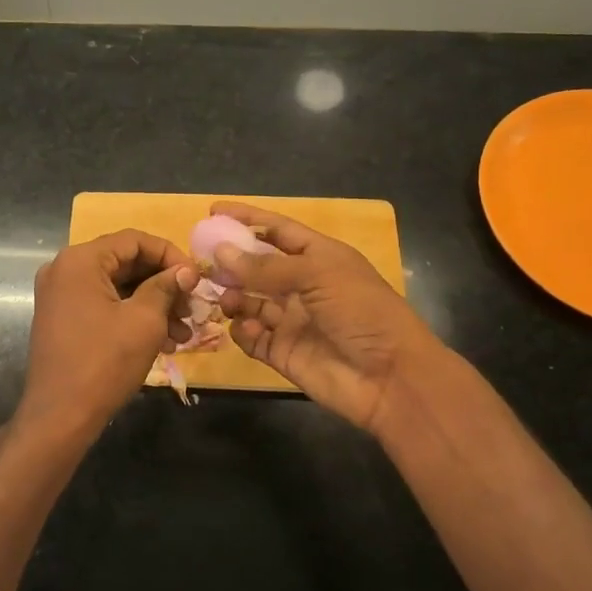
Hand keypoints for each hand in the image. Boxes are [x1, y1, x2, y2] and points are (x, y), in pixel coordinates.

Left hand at [15, 230, 196, 449]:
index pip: (134, 240)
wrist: (60, 416)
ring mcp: (60, 296)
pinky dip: (132, 317)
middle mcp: (64, 270)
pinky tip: (163, 341)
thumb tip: (186, 271)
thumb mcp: (144, 321)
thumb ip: (166, 287)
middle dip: (164, 285)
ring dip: (153, 305)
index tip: (196, 279)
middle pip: (125, 263)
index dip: (170, 255)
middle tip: (192, 309)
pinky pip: (104, 306)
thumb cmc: (104, 362)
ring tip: (183, 333)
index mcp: (80, 260)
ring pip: (117, 288)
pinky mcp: (62, 320)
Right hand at [212, 201, 445, 438]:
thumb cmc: (361, 312)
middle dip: (230, 263)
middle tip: (201, 263)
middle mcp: (303, 286)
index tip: (212, 212)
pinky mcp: (283, 352)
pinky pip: (252, 337)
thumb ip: (266, 266)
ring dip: (233, 297)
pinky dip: (244, 331)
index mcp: (319, 258)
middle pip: (257, 267)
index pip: (277, 230)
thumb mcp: (317, 275)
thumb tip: (221, 252)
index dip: (247, 219)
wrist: (390, 378)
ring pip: (249, 301)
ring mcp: (292, 320)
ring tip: (225, 300)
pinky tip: (248, 329)